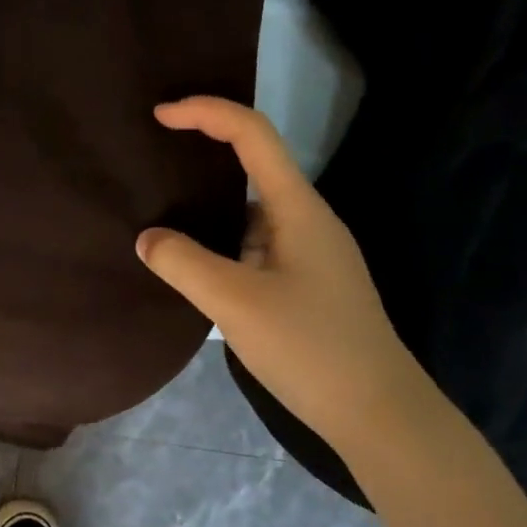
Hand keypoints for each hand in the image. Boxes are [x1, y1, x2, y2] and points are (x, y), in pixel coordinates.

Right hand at [135, 97, 428, 447]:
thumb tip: (148, 238)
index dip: (206, 112)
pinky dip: (219, 243)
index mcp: (298, 209)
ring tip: (159, 212)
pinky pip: (253, 246)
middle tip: (152, 161)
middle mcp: (306, 221)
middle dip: (203, 154)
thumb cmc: (310, 348)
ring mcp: (308, 254)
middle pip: (252, 167)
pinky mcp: (304, 284)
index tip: (160, 115)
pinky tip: (192, 264)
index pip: (253, 134)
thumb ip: (183, 263)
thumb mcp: (235, 303)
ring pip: (250, 213)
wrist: (378, 414)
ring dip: (208, 207)